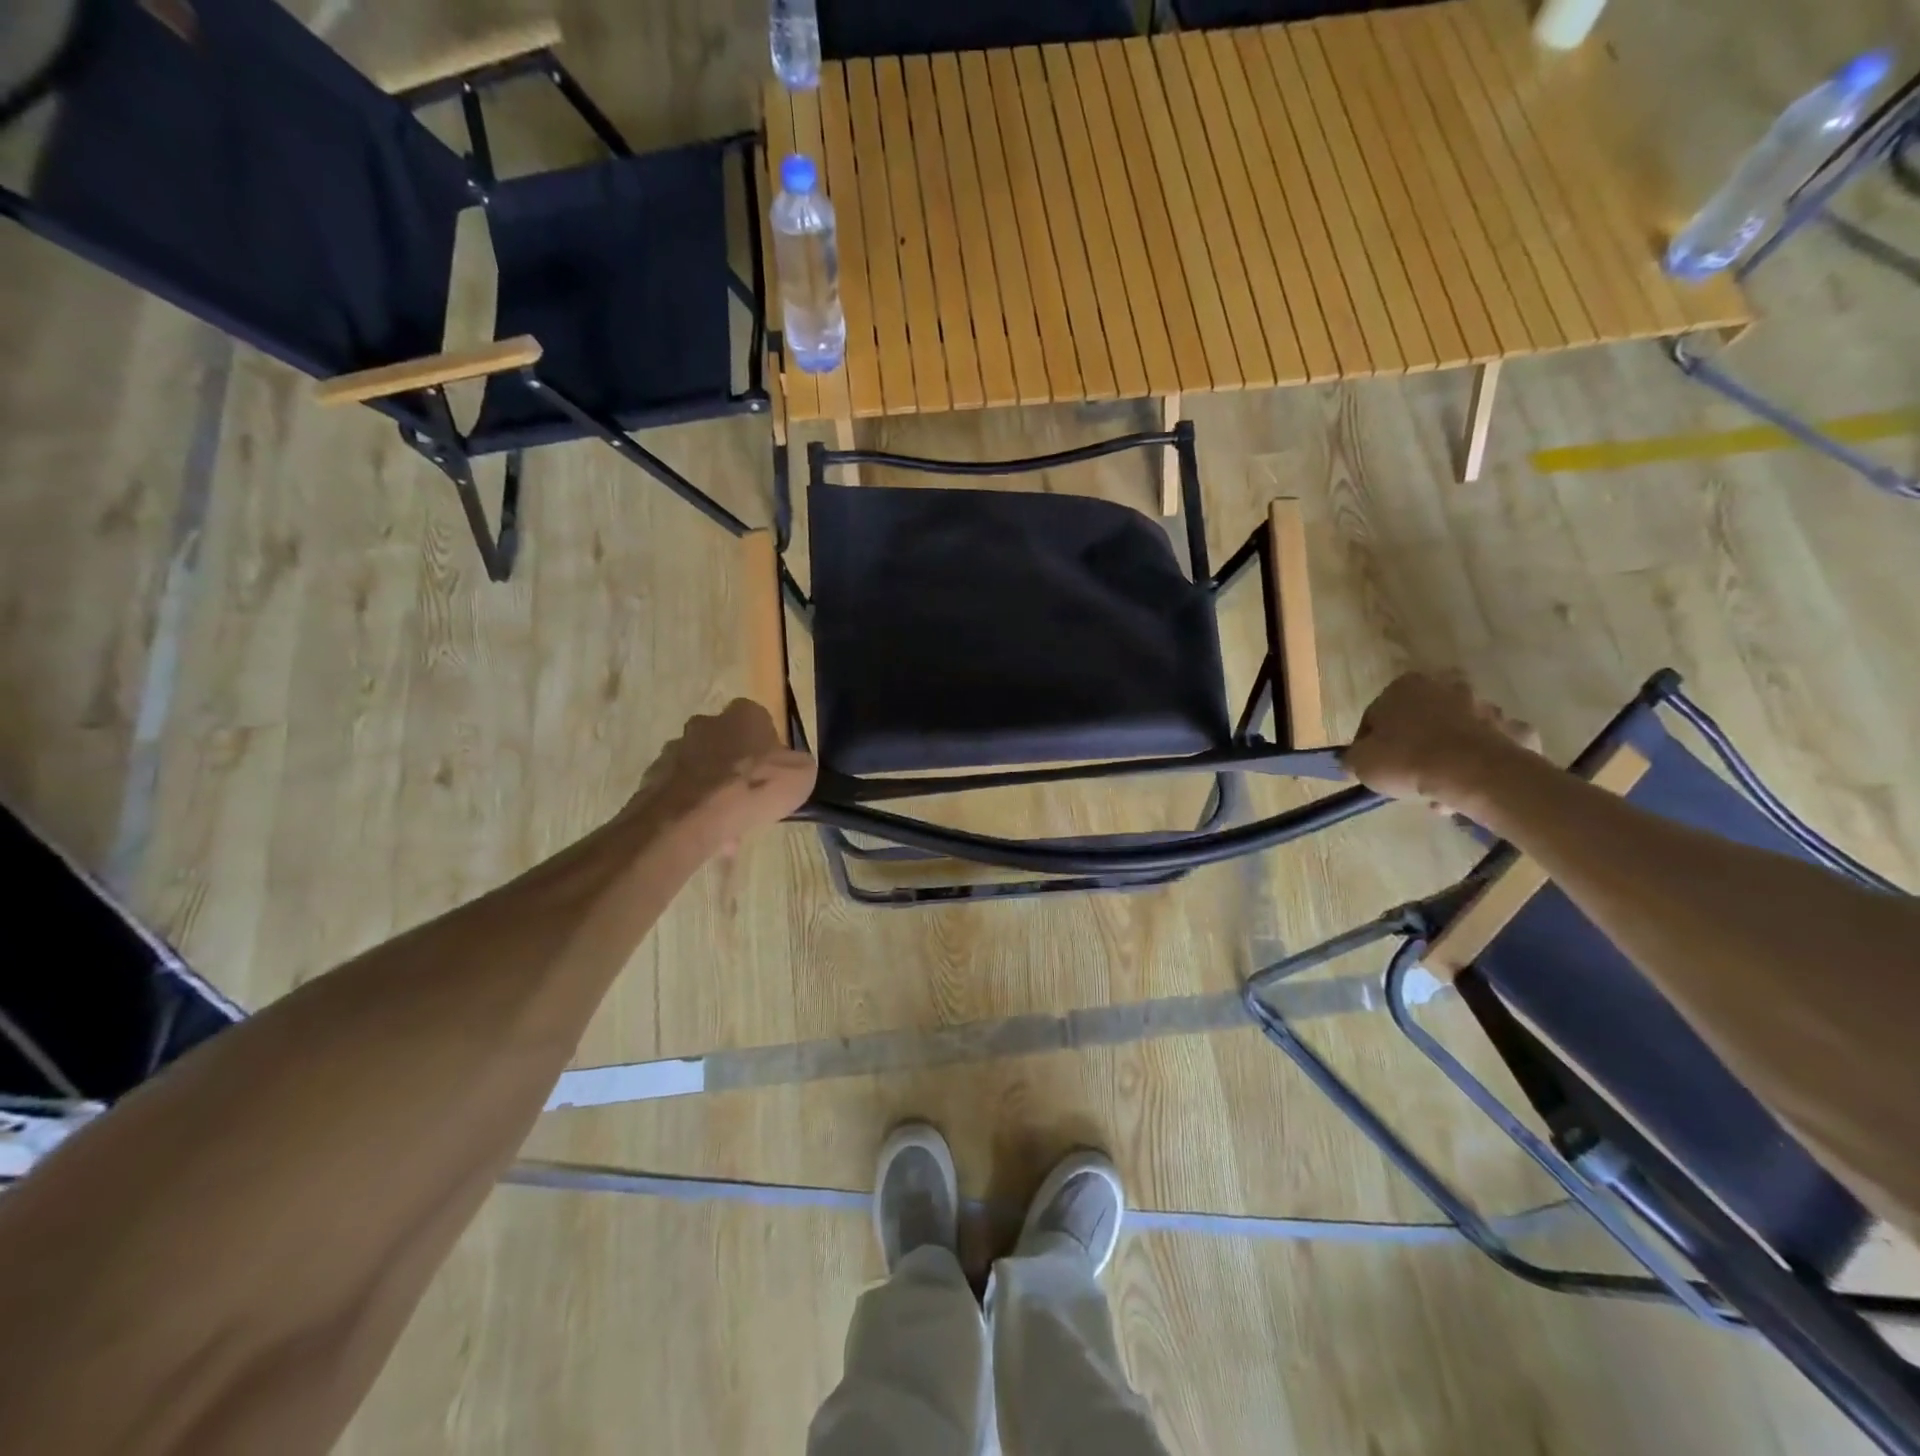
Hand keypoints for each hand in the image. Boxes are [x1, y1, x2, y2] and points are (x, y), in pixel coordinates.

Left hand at [626, 701, 816, 854]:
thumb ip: (797, 765)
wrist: (691, 817)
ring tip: (727, 827)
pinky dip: (692, 809)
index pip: (758, 720)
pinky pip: (681, 793)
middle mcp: (705, 723)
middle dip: (734, 768)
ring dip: (712, 791)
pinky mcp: (653, 777)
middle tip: (748, 798)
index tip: (771, 771)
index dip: (766, 747)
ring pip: (701, 770)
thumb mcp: (802, 775)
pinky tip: (707, 834)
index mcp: (744, 714)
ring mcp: (674, 749)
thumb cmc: (754, 786)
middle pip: (725, 743)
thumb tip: (790, 767)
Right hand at [1343, 673, 1540, 812]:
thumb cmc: (1407, 760)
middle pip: (1422, 720)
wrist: (1475, 775)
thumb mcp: (1361, 763)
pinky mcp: (1516, 731)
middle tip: (1406, 775)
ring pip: (1458, 733)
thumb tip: (1354, 760)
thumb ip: (1353, 757)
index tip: (1371, 766)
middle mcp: (1447, 687)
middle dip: (1414, 744)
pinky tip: (1470, 788)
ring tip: (1438, 791)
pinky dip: (1482, 764)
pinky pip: (1492, 749)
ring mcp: (1487, 708)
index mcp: (1405, 686)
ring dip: (1448, 756)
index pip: (1376, 714)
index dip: (1369, 743)